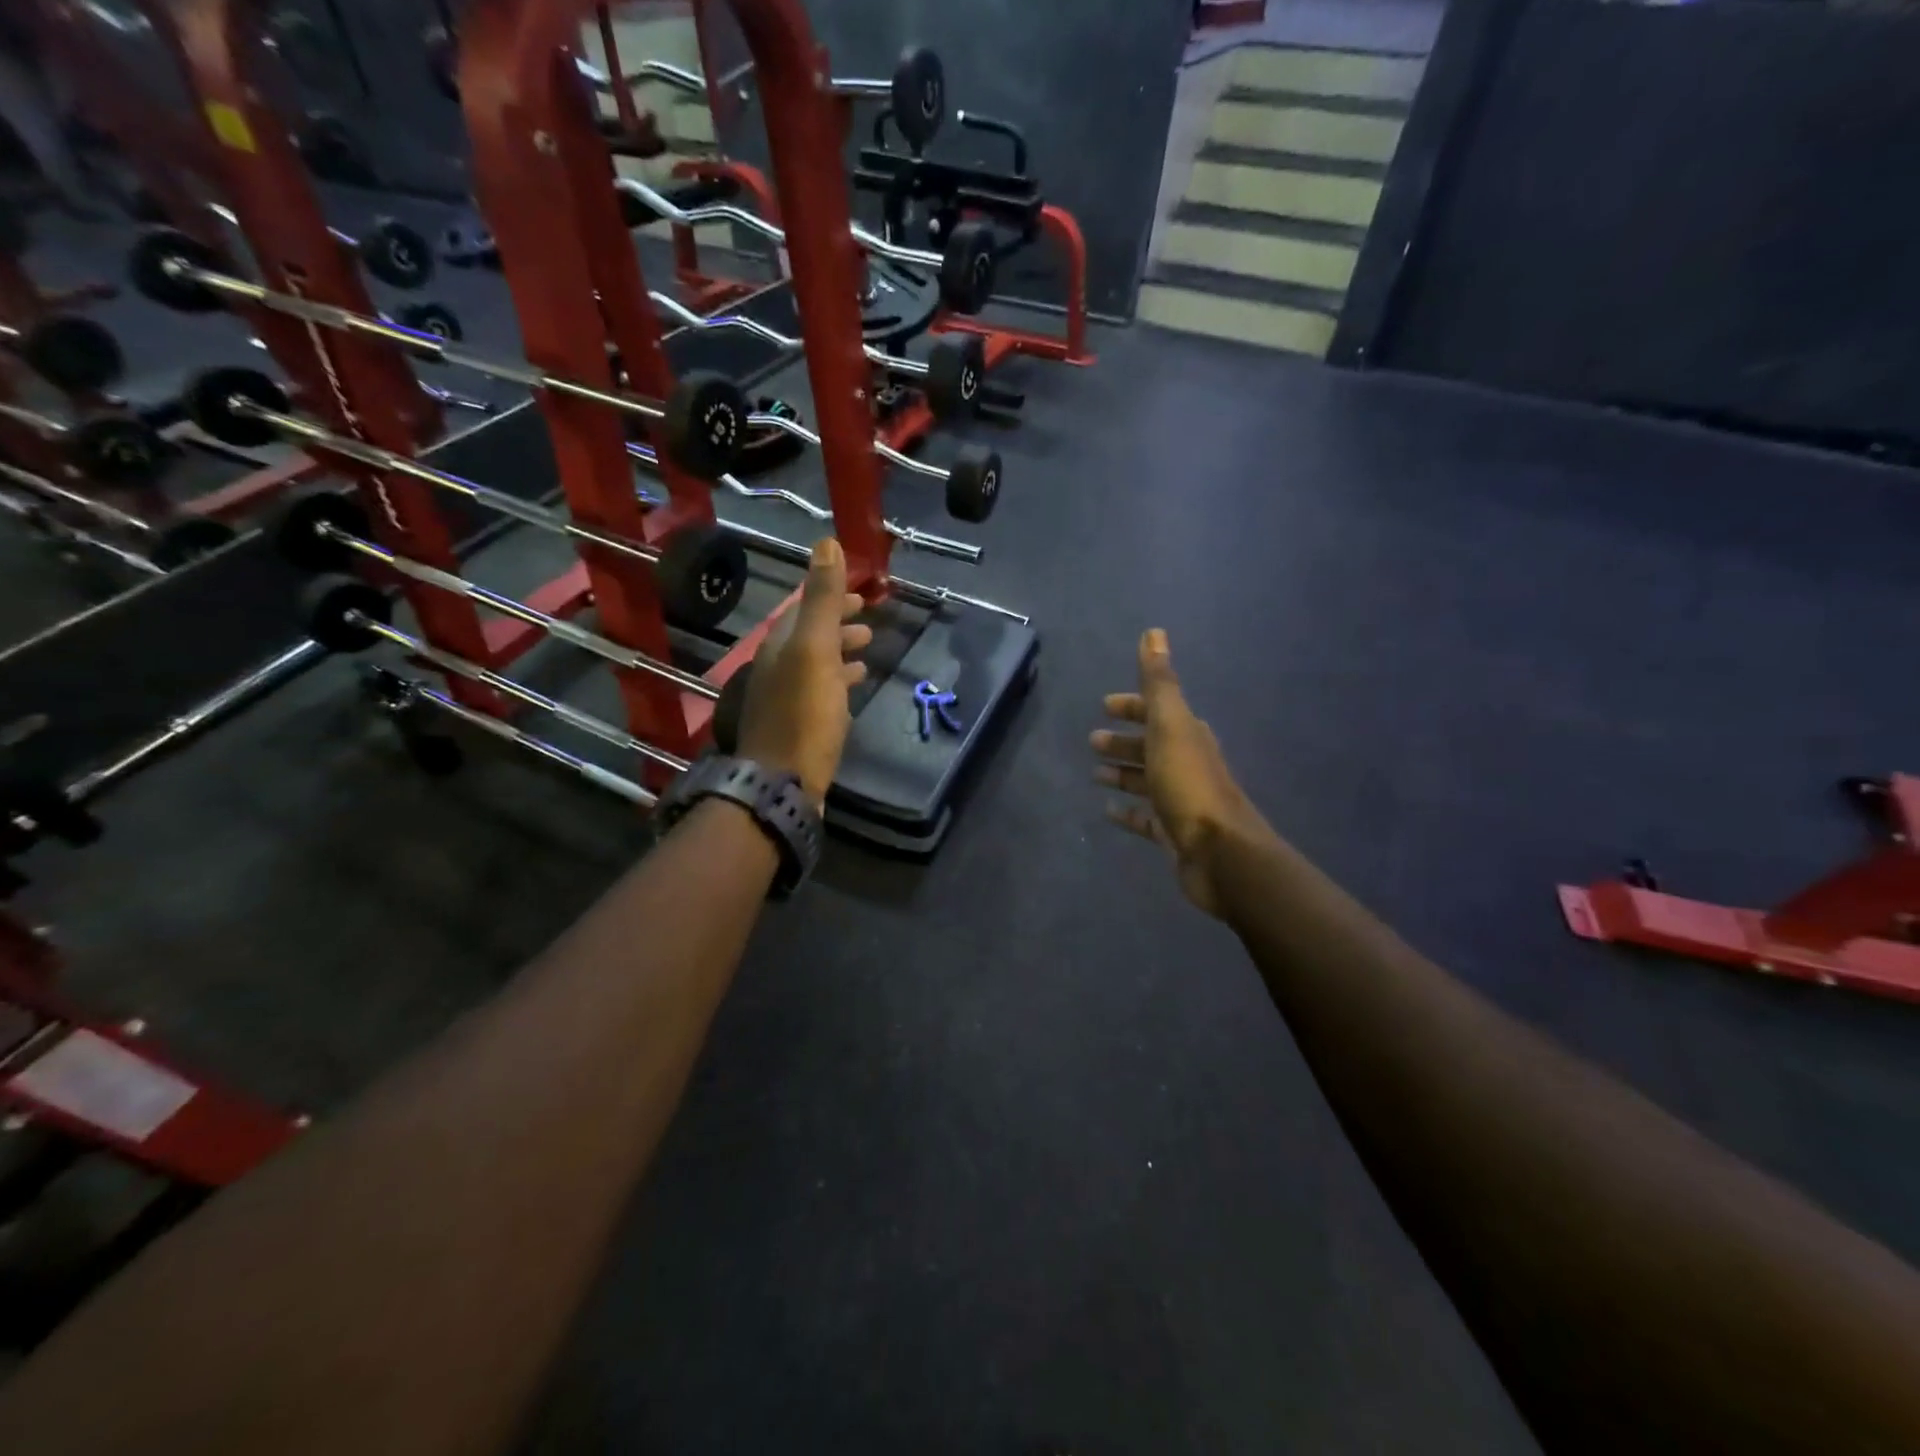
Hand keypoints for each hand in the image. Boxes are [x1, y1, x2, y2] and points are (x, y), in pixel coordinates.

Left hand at [736, 537, 871, 805]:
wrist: (784, 782)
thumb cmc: (804, 714)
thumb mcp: (815, 650)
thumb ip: (822, 600)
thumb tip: (825, 543)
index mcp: (779, 645)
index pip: (804, 608)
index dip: (831, 596)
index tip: (862, 592)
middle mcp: (777, 668)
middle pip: (809, 635)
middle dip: (838, 622)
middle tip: (870, 617)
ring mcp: (786, 699)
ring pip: (816, 663)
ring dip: (841, 650)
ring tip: (869, 647)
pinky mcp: (798, 726)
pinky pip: (821, 691)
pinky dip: (839, 680)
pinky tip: (855, 687)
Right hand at [1091, 629, 1272, 917]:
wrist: (1220, 852)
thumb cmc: (1189, 784)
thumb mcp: (1170, 725)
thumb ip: (1160, 683)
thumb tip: (1154, 632)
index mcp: (1186, 735)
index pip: (1156, 711)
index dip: (1132, 706)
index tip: (1105, 706)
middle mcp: (1186, 763)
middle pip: (1150, 746)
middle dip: (1123, 740)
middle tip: (1092, 741)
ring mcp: (1180, 800)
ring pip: (1146, 780)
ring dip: (1122, 773)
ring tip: (1095, 774)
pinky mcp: (1173, 832)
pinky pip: (1145, 817)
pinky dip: (1127, 811)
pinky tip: (1107, 810)